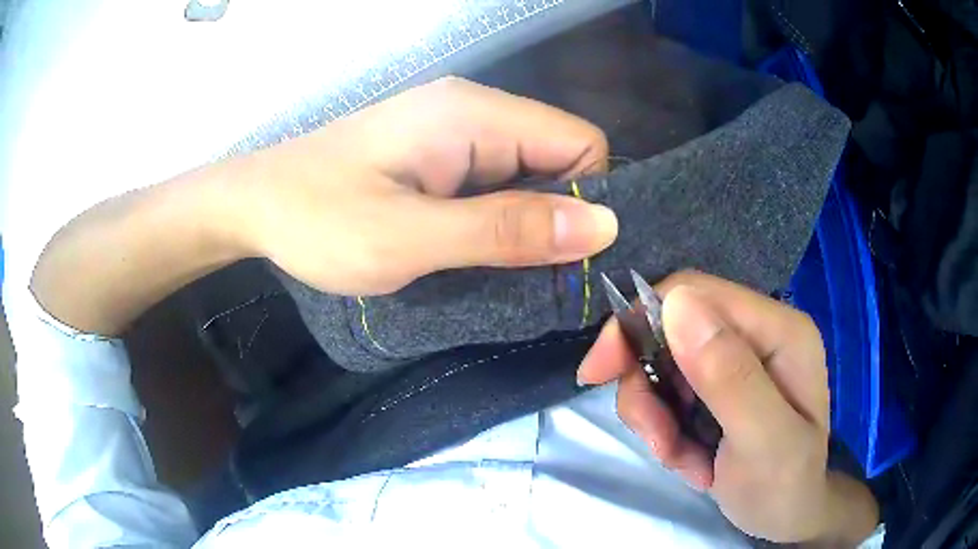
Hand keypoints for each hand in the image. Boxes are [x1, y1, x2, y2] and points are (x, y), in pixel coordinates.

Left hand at [32, 77, 617, 333]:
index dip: (585, 199)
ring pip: (528, 172)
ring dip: (522, 221)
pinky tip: (465, 246)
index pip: (580, 143)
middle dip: (555, 215)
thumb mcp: (410, 238)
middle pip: (558, 156)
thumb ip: (506, 230)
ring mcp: (452, 129)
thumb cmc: (317, 220)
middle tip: (520, 272)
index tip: (560, 256)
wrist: (253, 206)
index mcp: (474, 115)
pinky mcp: (435, 152)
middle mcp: (473, 110)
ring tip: (487, 265)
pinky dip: (495, 217)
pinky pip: (495, 180)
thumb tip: (602, 226)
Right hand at [577, 272, 877, 544]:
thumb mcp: (763, 441)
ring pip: (662, 367)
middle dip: (650, 390)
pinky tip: (691, 460)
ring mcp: (736, 360)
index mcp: (778, 330)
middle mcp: (756, 334)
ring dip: (658, 419)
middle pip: (671, 330)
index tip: (598, 373)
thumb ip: (730, 376)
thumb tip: (676, 304)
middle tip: (656, 440)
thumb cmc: (784, 486)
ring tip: (683, 460)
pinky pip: (668, 395)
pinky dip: (665, 431)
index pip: (696, 294)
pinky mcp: (717, 386)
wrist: (786, 517)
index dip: (639, 322)